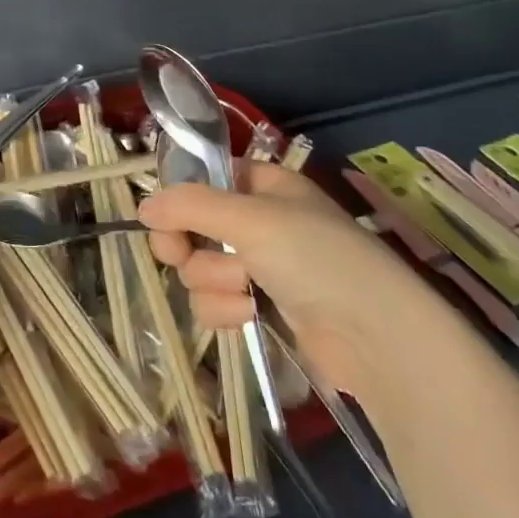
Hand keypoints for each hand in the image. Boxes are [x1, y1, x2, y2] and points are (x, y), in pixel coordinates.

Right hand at [138, 162, 439, 396]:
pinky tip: (250, 314)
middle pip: (192, 225)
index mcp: (264, 184)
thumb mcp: (250, 218)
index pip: (204, 179)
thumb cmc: (316, 258)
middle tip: (179, 254)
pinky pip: (216, 301)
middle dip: (188, 244)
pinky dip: (225, 308)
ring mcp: (260, 266)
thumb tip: (142, 207)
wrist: (376, 338)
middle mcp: (260, 221)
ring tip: (246, 289)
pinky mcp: (262, 308)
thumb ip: (189, 206)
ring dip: (213, 280)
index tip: (162, 217)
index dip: (179, 197)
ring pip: (200, 267)